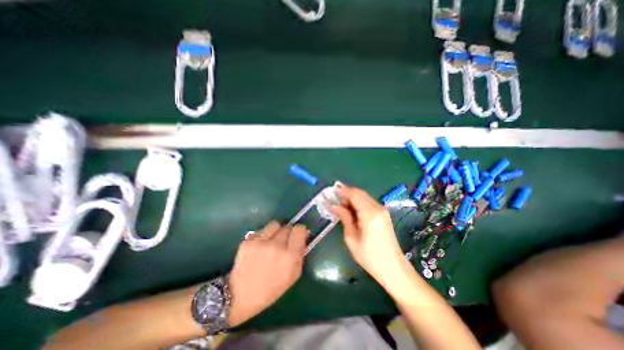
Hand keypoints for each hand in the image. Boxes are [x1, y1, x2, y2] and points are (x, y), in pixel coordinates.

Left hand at [228, 221, 306, 325]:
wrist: (241, 296)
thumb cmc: (272, 288)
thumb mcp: (294, 274)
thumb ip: (300, 253)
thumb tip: (303, 235)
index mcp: (290, 256)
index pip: (299, 229)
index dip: (299, 231)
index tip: (297, 235)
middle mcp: (276, 246)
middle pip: (287, 226)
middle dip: (288, 232)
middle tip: (283, 242)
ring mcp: (261, 242)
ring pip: (274, 224)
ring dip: (275, 230)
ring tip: (271, 241)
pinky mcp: (248, 241)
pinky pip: (261, 231)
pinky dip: (263, 236)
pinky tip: (259, 247)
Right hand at [331, 186, 404, 284]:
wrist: (393, 268)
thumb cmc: (370, 257)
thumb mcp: (352, 238)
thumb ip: (345, 218)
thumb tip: (335, 206)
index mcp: (369, 215)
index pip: (355, 195)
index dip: (343, 191)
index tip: (333, 192)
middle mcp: (378, 209)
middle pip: (360, 193)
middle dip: (347, 194)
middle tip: (336, 200)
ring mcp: (383, 211)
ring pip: (365, 197)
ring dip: (353, 198)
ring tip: (342, 205)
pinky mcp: (384, 215)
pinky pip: (369, 203)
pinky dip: (359, 203)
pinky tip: (352, 210)